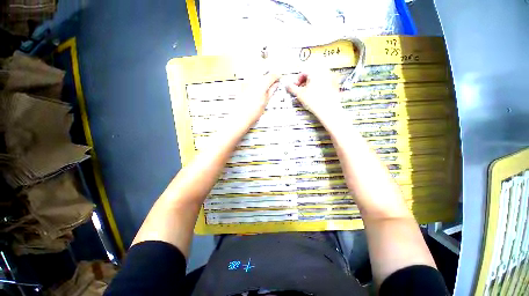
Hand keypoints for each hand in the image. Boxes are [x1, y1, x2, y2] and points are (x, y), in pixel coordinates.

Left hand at [239, 73, 279, 123]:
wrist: (241, 116)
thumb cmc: (252, 112)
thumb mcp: (265, 101)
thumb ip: (271, 91)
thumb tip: (275, 85)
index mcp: (261, 84)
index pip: (272, 76)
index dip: (277, 76)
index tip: (279, 78)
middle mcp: (253, 80)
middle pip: (264, 72)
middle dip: (269, 75)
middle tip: (273, 81)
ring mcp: (246, 82)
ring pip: (257, 73)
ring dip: (262, 76)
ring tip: (266, 83)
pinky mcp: (242, 85)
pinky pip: (250, 77)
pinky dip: (255, 79)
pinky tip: (257, 85)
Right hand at [286, 71, 343, 124]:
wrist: (328, 109)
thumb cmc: (315, 101)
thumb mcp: (299, 94)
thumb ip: (292, 88)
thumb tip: (287, 86)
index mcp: (315, 71)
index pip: (303, 71)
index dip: (297, 80)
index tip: (295, 86)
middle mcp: (324, 71)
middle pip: (310, 74)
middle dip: (304, 81)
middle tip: (301, 90)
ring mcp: (331, 77)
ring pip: (317, 77)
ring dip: (311, 84)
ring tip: (308, 93)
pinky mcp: (335, 84)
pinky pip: (324, 82)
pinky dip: (319, 86)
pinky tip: (316, 94)